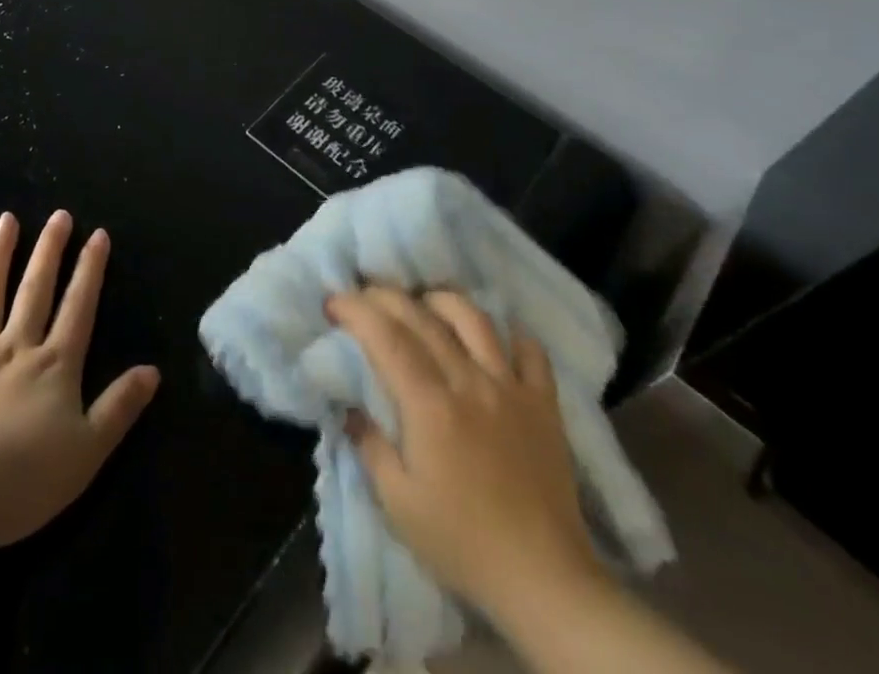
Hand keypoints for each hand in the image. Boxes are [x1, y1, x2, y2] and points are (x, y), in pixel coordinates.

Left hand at [0, 210, 160, 554]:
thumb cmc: (23, 483)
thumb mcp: (87, 452)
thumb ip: (119, 407)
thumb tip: (153, 369)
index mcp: (53, 366)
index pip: (78, 307)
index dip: (90, 270)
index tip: (98, 234)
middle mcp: (14, 348)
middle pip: (35, 289)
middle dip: (50, 250)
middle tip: (59, 214)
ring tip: (6, 220)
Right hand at [327, 287, 603, 622]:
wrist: (545, 581)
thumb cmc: (463, 544)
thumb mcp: (399, 504)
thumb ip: (370, 446)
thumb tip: (350, 406)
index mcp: (430, 405)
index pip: (386, 337)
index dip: (356, 310)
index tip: (332, 302)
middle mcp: (469, 382)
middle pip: (422, 317)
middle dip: (385, 296)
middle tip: (363, 296)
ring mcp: (510, 388)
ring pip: (474, 318)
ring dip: (441, 300)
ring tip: (423, 303)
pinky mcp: (544, 404)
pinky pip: (531, 352)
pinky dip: (511, 333)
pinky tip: (494, 336)